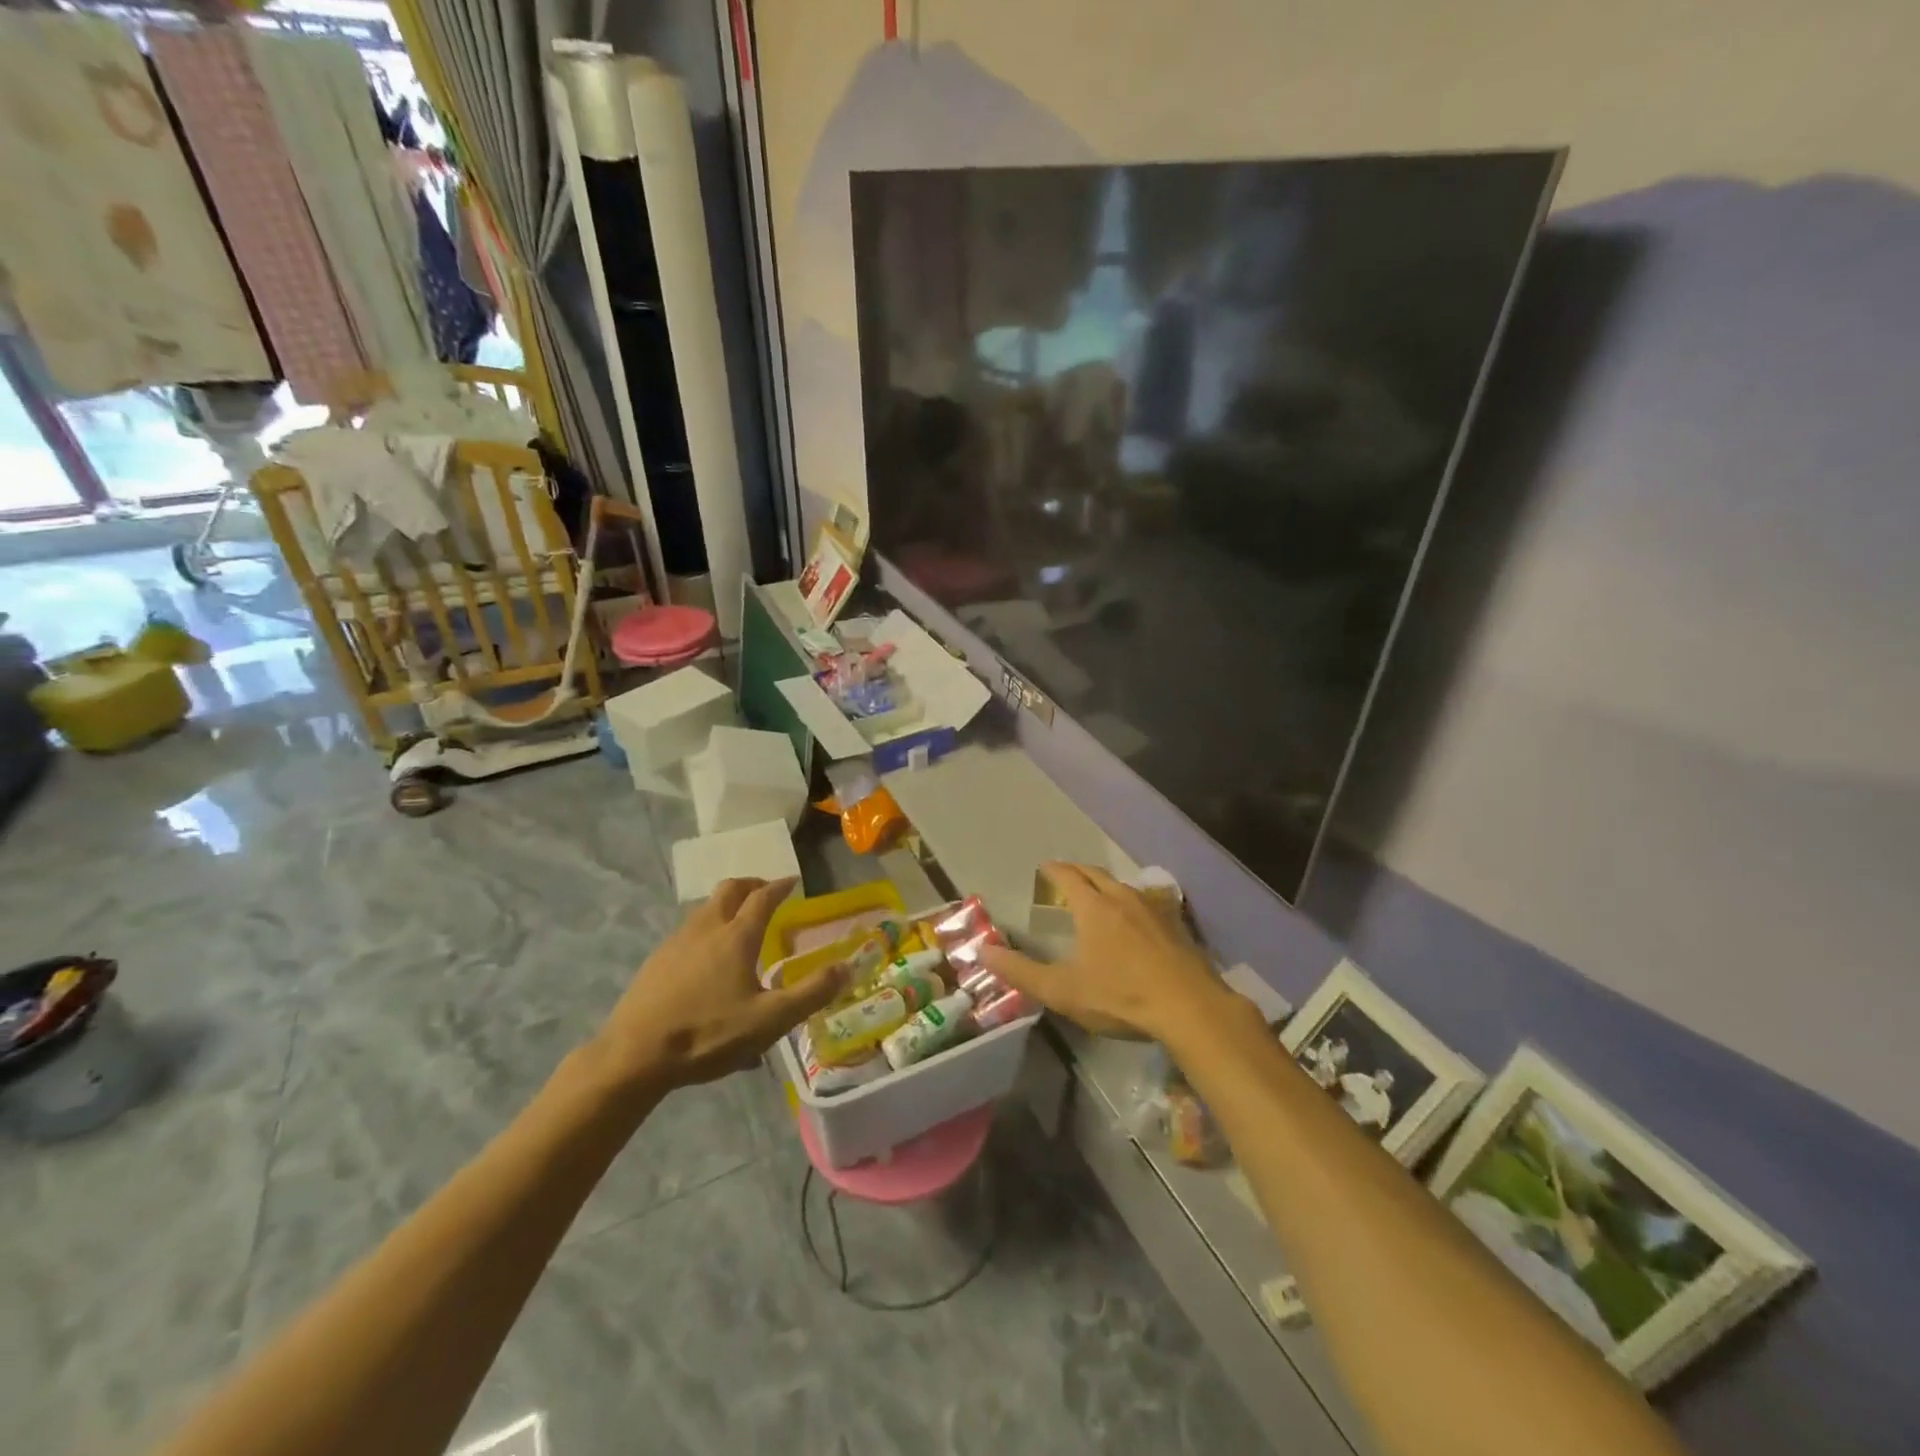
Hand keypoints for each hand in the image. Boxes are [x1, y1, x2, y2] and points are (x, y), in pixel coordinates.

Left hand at [591, 878, 843, 1091]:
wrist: (633, 1056)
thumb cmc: (708, 1034)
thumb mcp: (770, 1020)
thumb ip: (812, 993)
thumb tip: (847, 967)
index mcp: (736, 936)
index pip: (763, 897)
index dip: (780, 886)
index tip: (793, 881)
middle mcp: (706, 928)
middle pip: (730, 890)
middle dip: (751, 885)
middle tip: (766, 893)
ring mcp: (676, 942)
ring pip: (706, 909)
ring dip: (727, 906)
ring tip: (739, 925)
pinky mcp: (656, 961)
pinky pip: (689, 931)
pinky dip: (707, 929)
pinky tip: (707, 961)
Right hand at [980, 863, 1236, 1041]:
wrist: (1190, 1008)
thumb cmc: (1121, 996)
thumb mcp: (1063, 990)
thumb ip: (1021, 971)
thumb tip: (982, 951)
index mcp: (1094, 907)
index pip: (1069, 877)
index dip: (1055, 870)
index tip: (1045, 867)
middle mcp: (1123, 898)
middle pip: (1097, 875)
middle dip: (1078, 872)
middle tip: (1066, 875)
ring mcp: (1154, 909)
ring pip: (1124, 886)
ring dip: (1106, 885)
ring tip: (1097, 894)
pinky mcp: (1177, 926)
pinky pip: (1147, 901)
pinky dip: (1132, 900)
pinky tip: (1136, 916)